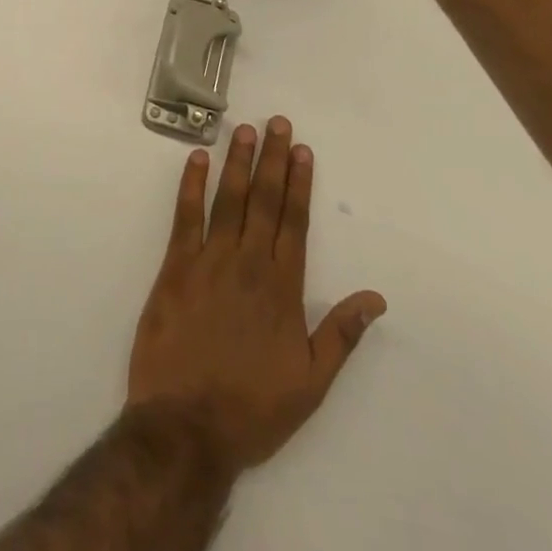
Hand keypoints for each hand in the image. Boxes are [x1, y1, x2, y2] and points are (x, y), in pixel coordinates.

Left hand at [126, 118, 386, 473]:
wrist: (186, 428)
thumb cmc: (252, 408)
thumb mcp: (311, 382)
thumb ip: (342, 334)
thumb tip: (376, 297)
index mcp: (283, 288)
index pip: (295, 221)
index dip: (299, 183)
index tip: (302, 150)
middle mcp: (249, 264)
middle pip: (264, 200)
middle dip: (272, 159)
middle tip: (277, 123)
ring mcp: (209, 261)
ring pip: (228, 200)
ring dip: (237, 162)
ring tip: (245, 129)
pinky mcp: (175, 267)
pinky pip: (185, 217)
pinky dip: (192, 185)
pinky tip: (197, 159)